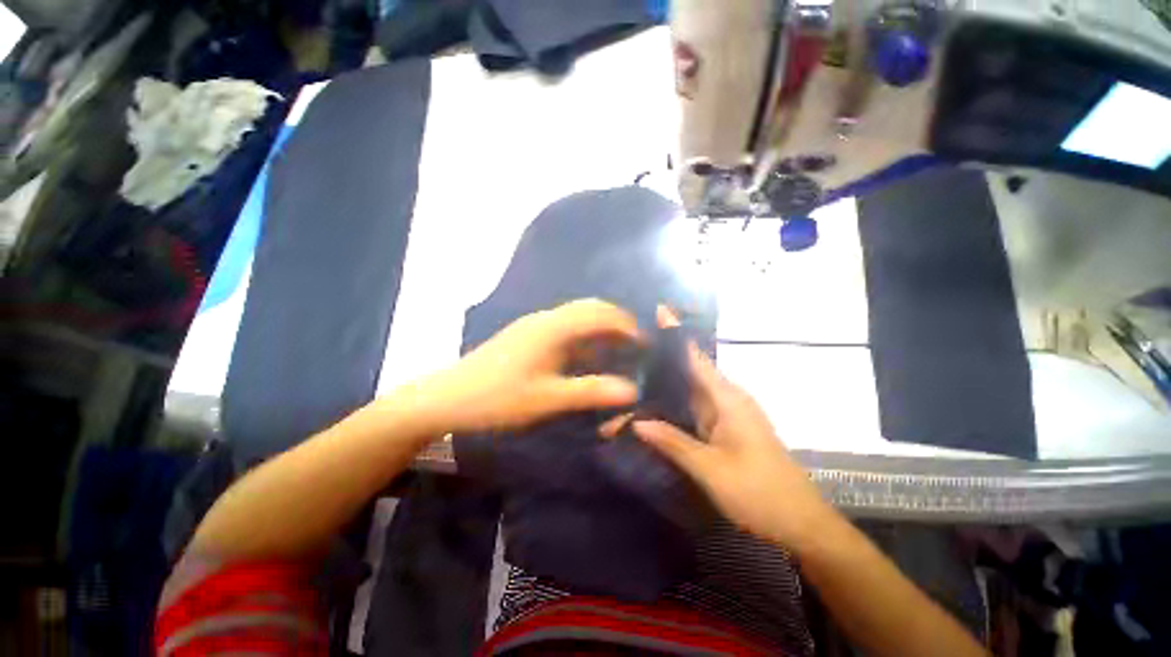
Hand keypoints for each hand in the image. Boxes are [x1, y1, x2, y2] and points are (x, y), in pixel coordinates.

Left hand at [405, 299, 641, 434]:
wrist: (447, 396)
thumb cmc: (498, 398)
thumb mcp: (548, 398)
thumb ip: (591, 392)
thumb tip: (633, 390)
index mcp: (554, 327)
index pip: (602, 314)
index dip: (628, 326)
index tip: (647, 345)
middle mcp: (547, 318)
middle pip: (591, 308)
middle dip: (617, 323)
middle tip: (636, 347)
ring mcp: (536, 324)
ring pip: (578, 316)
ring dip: (601, 329)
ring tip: (618, 352)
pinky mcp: (528, 335)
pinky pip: (566, 327)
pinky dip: (584, 337)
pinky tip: (587, 358)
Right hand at [632, 307, 833, 550]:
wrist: (802, 525)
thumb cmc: (760, 494)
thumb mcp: (711, 470)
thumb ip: (673, 442)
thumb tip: (637, 422)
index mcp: (728, 399)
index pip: (695, 356)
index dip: (676, 333)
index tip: (656, 311)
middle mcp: (727, 399)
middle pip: (689, 371)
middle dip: (661, 359)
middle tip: (628, 349)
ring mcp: (727, 414)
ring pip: (690, 390)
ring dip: (665, 383)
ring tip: (632, 372)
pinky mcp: (725, 429)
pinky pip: (695, 408)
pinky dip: (674, 403)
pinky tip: (653, 404)